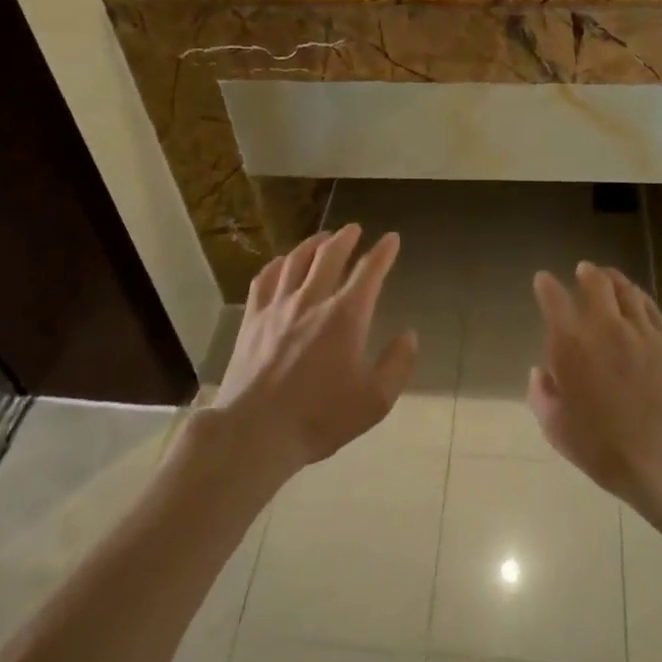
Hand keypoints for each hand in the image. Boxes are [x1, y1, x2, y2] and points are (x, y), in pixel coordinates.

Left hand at [213, 226, 415, 480]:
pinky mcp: (253, 319)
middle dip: (345, 237)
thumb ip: (397, 364)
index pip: (369, 271)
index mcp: (346, 315)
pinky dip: (277, 264)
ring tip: (322, 238)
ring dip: (312, 244)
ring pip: (296, 260)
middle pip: (329, 254)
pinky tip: (281, 263)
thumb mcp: (375, 401)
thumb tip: (409, 335)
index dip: (383, 251)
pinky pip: (264, 279)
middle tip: (353, 229)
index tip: (392, 238)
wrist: (255, 432)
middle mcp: (313, 299)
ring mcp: (278, 307)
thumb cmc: (320, 417)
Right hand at [528, 263, 661, 517]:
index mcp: (571, 345)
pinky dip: (637, 295)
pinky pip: (649, 305)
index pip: (554, 300)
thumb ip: (542, 397)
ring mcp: (639, 329)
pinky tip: (635, 297)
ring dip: (612, 278)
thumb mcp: (559, 431)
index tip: (543, 279)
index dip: (546, 286)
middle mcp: (604, 326)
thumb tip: (539, 373)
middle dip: (586, 273)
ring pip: (625, 289)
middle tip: (582, 270)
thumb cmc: (606, 449)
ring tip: (607, 276)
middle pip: (595, 283)